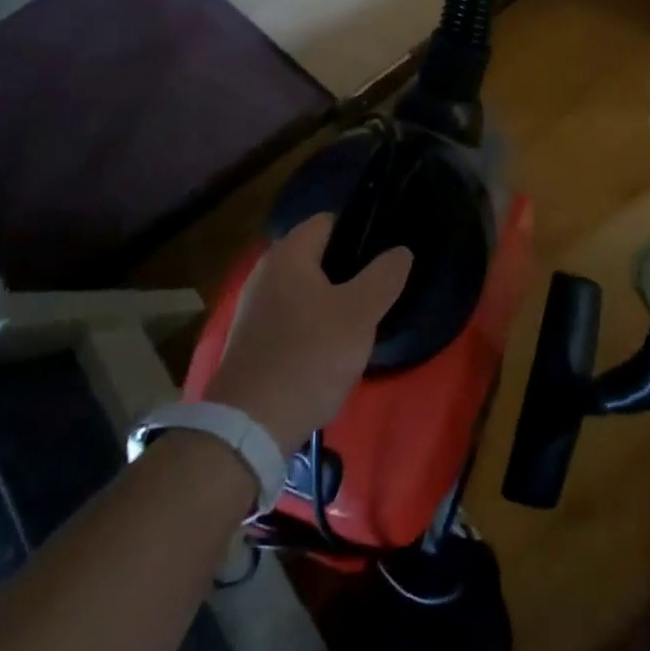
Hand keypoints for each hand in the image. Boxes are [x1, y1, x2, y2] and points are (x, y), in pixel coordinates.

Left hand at [204, 214, 411, 452]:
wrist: (249, 429)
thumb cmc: (309, 357)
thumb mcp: (359, 314)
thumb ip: (384, 276)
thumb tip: (400, 251)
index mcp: (287, 255)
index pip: (329, 221)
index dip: (360, 232)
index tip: (384, 258)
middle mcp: (264, 273)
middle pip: (318, 256)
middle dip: (349, 271)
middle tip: (378, 294)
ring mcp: (254, 308)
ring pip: (306, 290)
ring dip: (333, 301)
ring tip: (360, 324)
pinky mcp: (252, 341)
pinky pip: (292, 317)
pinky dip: (313, 325)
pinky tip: (331, 350)